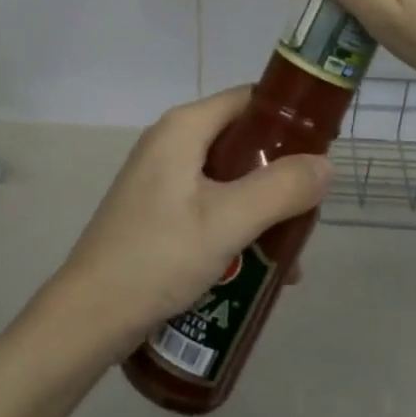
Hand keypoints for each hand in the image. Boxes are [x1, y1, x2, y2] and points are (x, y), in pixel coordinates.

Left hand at [51, 89, 330, 356]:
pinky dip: (236, 223)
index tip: (324, 148)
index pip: (249, 100)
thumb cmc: (158, 257)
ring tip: (289, 253)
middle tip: (309, 210)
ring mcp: (160, 177)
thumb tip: (325, 165)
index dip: (289, 119)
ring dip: (261, 207)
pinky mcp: (156, 209)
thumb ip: (281, 189)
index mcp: (184, 127)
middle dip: (279, 174)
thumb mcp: (227, 221)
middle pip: (241, 141)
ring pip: (228, 177)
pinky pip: (209, 202)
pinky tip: (256, 267)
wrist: (89, 316)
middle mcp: (170, 141)